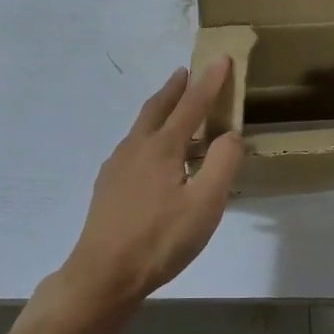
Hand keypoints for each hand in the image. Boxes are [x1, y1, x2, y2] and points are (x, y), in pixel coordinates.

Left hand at [43, 60, 243, 320]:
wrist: (103, 275)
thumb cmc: (159, 240)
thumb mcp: (205, 205)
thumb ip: (222, 164)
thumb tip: (230, 134)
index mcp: (162, 148)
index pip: (192, 105)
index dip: (209, 82)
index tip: (220, 58)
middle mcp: (136, 148)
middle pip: (158, 107)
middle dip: (175, 88)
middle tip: (186, 72)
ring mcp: (116, 166)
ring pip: (141, 127)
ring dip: (160, 110)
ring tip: (172, 108)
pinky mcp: (107, 186)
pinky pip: (132, 146)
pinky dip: (148, 135)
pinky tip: (150, 155)